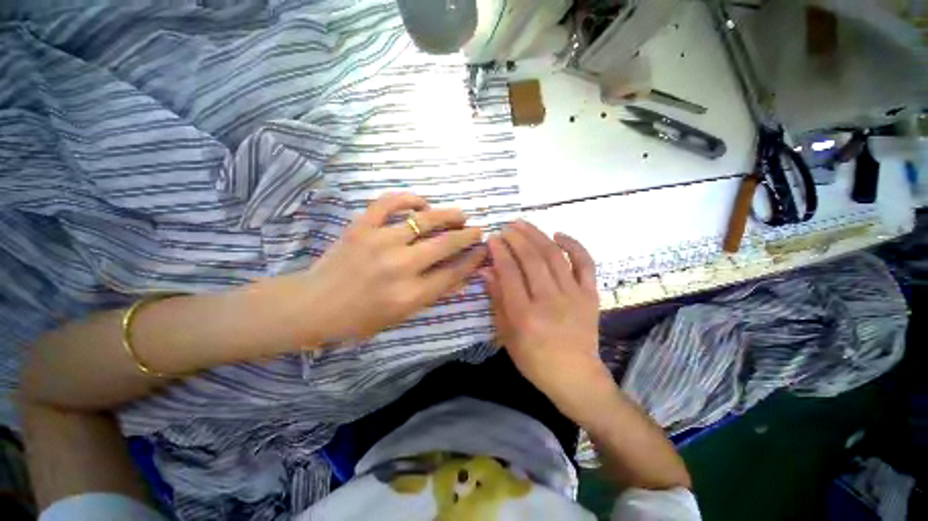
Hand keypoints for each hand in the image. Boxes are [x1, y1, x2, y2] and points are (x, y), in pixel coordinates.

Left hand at [274, 193, 485, 345]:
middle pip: (446, 244)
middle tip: (477, 230)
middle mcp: (400, 266)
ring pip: (424, 220)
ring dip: (448, 215)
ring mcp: (379, 242)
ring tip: (459, 215)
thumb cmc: (360, 318)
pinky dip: (408, 199)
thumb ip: (434, 294)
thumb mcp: (402, 315)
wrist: (314, 305)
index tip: (483, 250)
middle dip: (468, 235)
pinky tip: (421, 203)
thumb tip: (463, 277)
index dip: (473, 259)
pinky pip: (389, 202)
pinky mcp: (361, 226)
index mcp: (410, 294)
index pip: (453, 272)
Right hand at [483, 221, 610, 417]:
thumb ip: (497, 299)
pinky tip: (558, 234)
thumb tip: (486, 270)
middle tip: (506, 227)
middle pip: (531, 259)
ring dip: (537, 235)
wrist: (575, 376)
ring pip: (554, 256)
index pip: (509, 273)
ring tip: (523, 224)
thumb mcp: (506, 334)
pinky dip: (573, 245)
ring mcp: (574, 296)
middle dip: (516, 238)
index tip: (493, 239)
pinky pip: (585, 263)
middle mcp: (549, 301)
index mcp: (525, 315)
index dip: (499, 252)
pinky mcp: (591, 295)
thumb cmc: (534, 360)